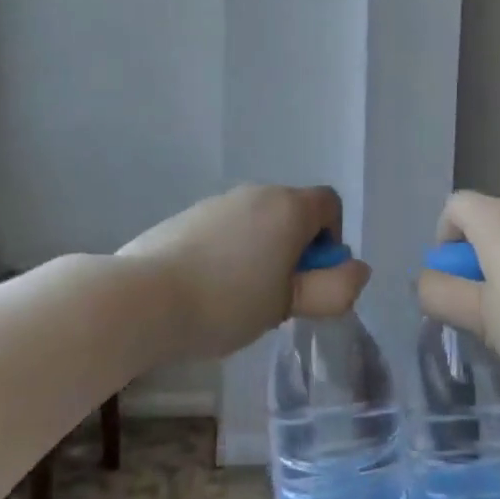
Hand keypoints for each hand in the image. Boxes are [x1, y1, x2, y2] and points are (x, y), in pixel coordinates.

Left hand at [119, 185, 371, 363]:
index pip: (329, 204)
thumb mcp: (288, 305)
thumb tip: (357, 270)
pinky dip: (229, 251)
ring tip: (239, 298)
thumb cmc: (227, 302)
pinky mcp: (187, 215)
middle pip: (292, 212)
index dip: (331, 239)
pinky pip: (225, 228)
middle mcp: (256, 193)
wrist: (143, 297)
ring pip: (257, 222)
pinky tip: (207, 288)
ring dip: (262, 251)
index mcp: (288, 207)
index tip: (312, 277)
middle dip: (295, 249)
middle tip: (278, 295)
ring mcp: (218, 201)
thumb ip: (333, 289)